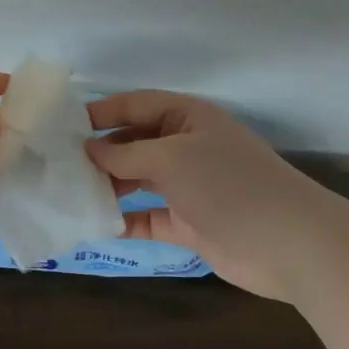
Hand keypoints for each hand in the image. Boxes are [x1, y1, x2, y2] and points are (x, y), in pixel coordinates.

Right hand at [85, 90, 320, 301]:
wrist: (289, 243)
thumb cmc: (228, 184)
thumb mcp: (171, 158)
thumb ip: (126, 154)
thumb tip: (89, 149)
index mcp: (188, 118)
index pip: (137, 105)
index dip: (102, 112)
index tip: (64, 126)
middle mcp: (187, 147)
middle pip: (134, 143)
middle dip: (101, 152)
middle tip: (60, 164)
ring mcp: (189, 187)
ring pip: (138, 180)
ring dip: (109, 186)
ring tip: (70, 193)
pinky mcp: (189, 223)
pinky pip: (148, 217)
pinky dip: (125, 220)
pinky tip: (96, 225)